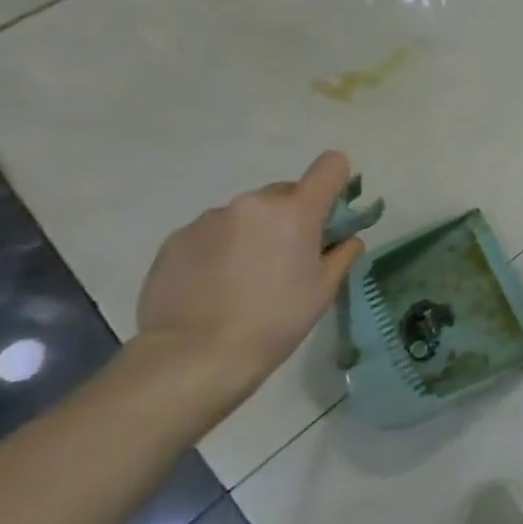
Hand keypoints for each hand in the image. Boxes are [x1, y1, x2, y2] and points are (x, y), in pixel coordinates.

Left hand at [131, 151, 365, 410]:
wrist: (192, 357)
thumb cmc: (274, 321)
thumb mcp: (324, 291)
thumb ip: (342, 254)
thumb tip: (346, 239)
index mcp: (296, 210)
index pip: (330, 166)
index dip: (336, 182)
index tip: (331, 213)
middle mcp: (253, 203)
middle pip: (285, 193)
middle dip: (290, 217)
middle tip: (285, 259)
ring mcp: (210, 218)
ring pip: (246, 215)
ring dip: (253, 233)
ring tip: (242, 279)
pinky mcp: (176, 239)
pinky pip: (212, 233)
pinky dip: (219, 250)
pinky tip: (212, 287)